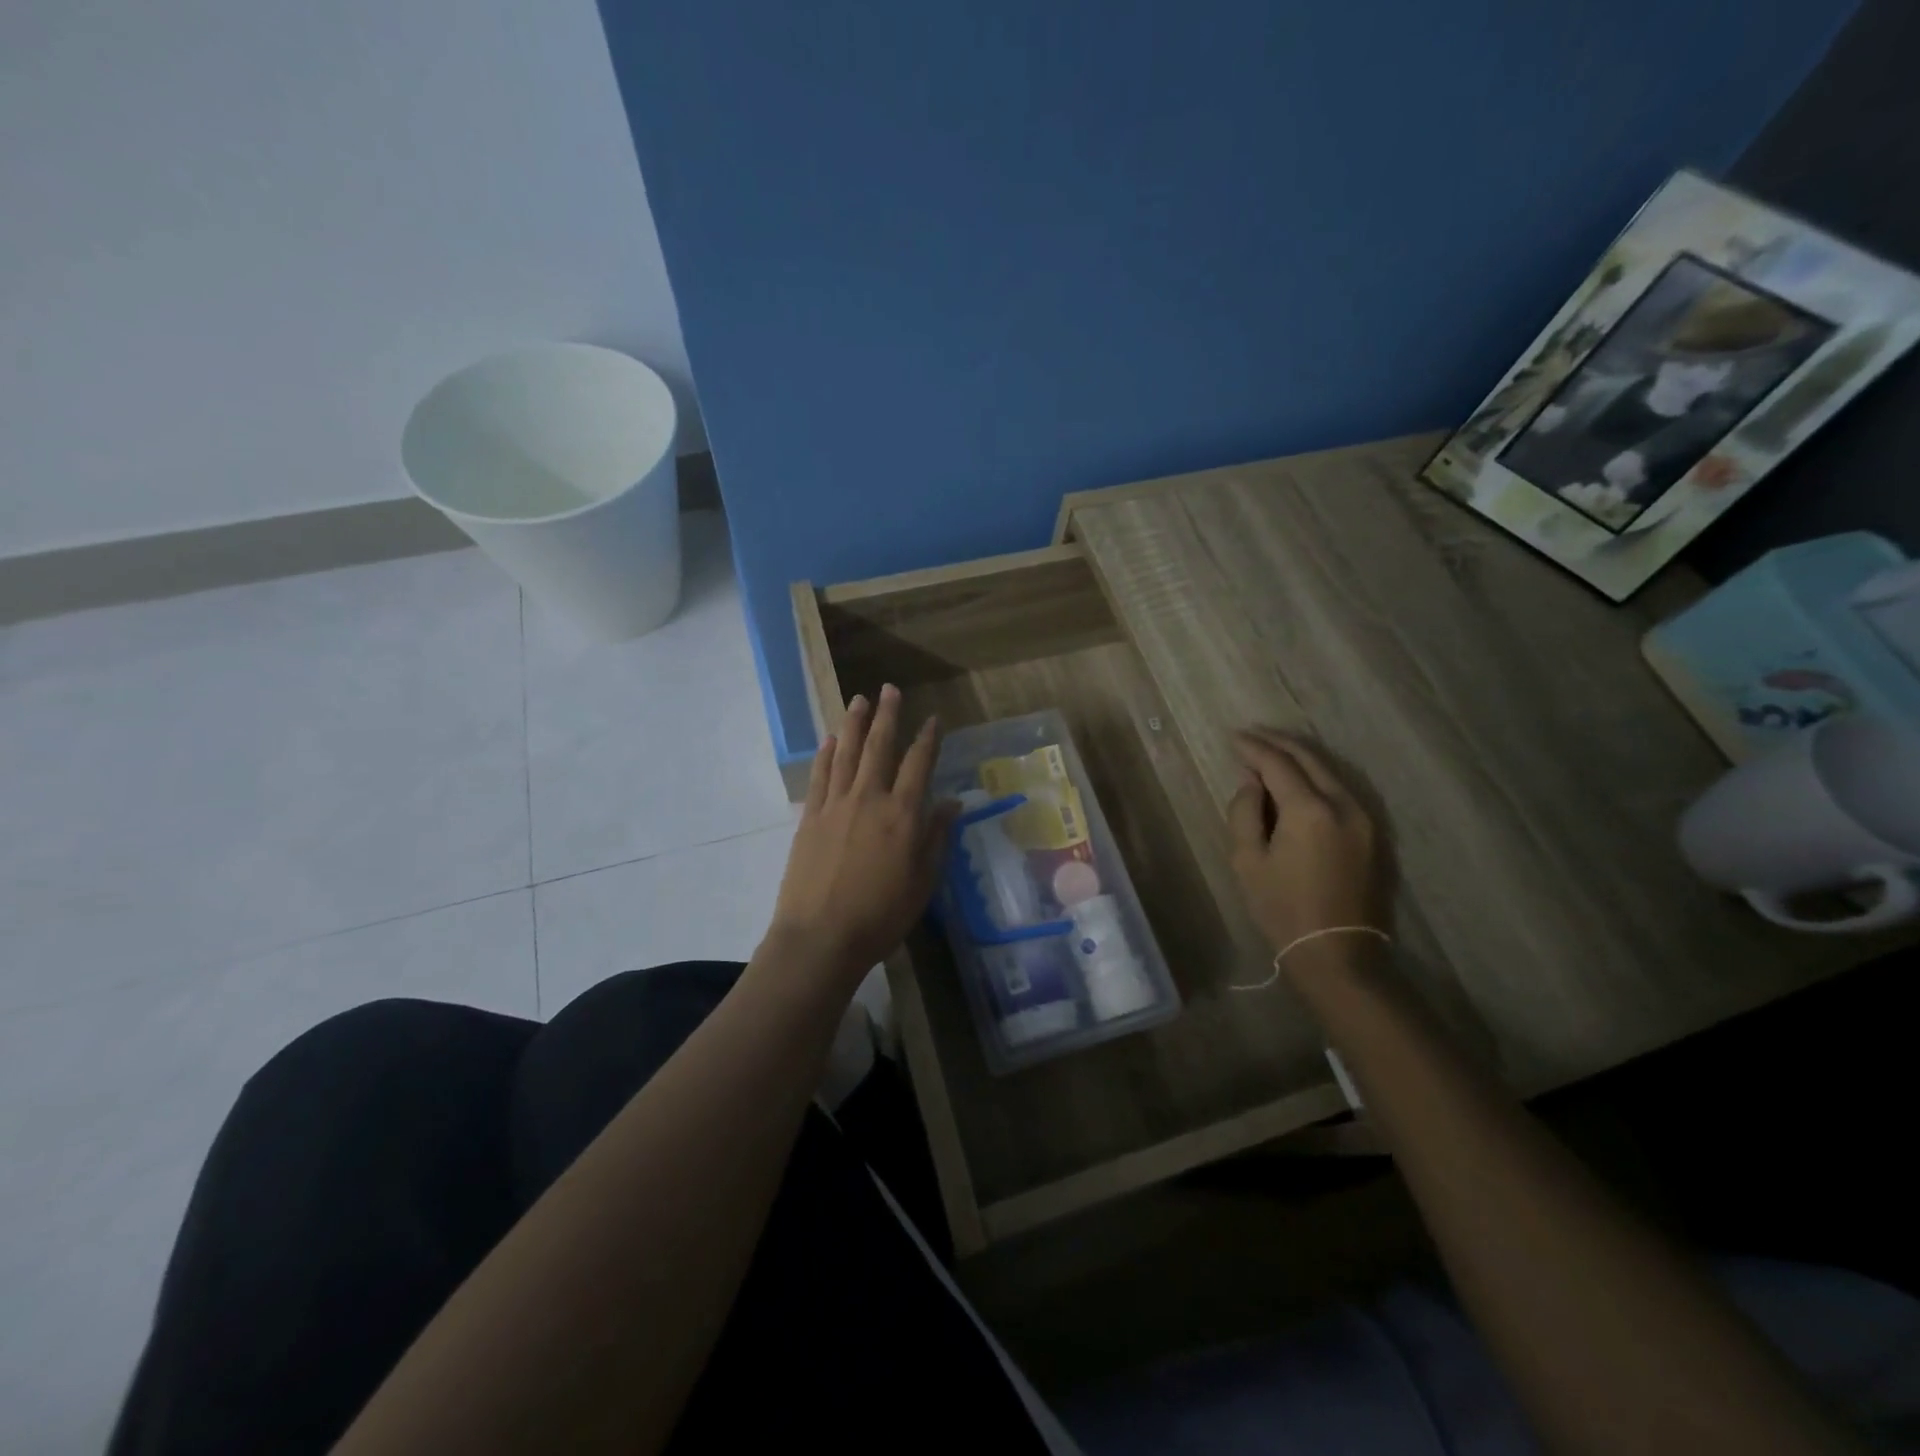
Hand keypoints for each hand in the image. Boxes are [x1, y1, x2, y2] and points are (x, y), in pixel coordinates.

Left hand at [768, 685, 958, 984]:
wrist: (821, 937)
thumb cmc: (881, 915)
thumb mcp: (923, 881)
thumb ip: (936, 837)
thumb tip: (951, 802)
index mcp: (903, 815)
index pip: (919, 764)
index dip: (928, 738)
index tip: (933, 718)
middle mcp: (869, 799)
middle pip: (879, 747)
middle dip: (887, 716)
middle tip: (889, 689)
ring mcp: (835, 805)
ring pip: (846, 753)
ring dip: (853, 724)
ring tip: (859, 700)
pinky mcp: (811, 817)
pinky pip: (820, 776)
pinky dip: (825, 754)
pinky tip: (829, 740)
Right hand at [1227, 729, 1391, 959]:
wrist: (1338, 953)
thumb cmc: (1283, 909)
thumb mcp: (1248, 860)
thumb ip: (1244, 812)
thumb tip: (1252, 783)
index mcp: (1309, 810)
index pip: (1277, 763)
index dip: (1253, 748)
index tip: (1233, 738)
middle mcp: (1343, 804)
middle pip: (1309, 758)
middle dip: (1278, 744)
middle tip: (1251, 737)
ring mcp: (1364, 818)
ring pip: (1329, 771)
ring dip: (1299, 758)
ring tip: (1271, 753)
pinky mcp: (1373, 833)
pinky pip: (1341, 790)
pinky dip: (1316, 777)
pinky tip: (1298, 781)